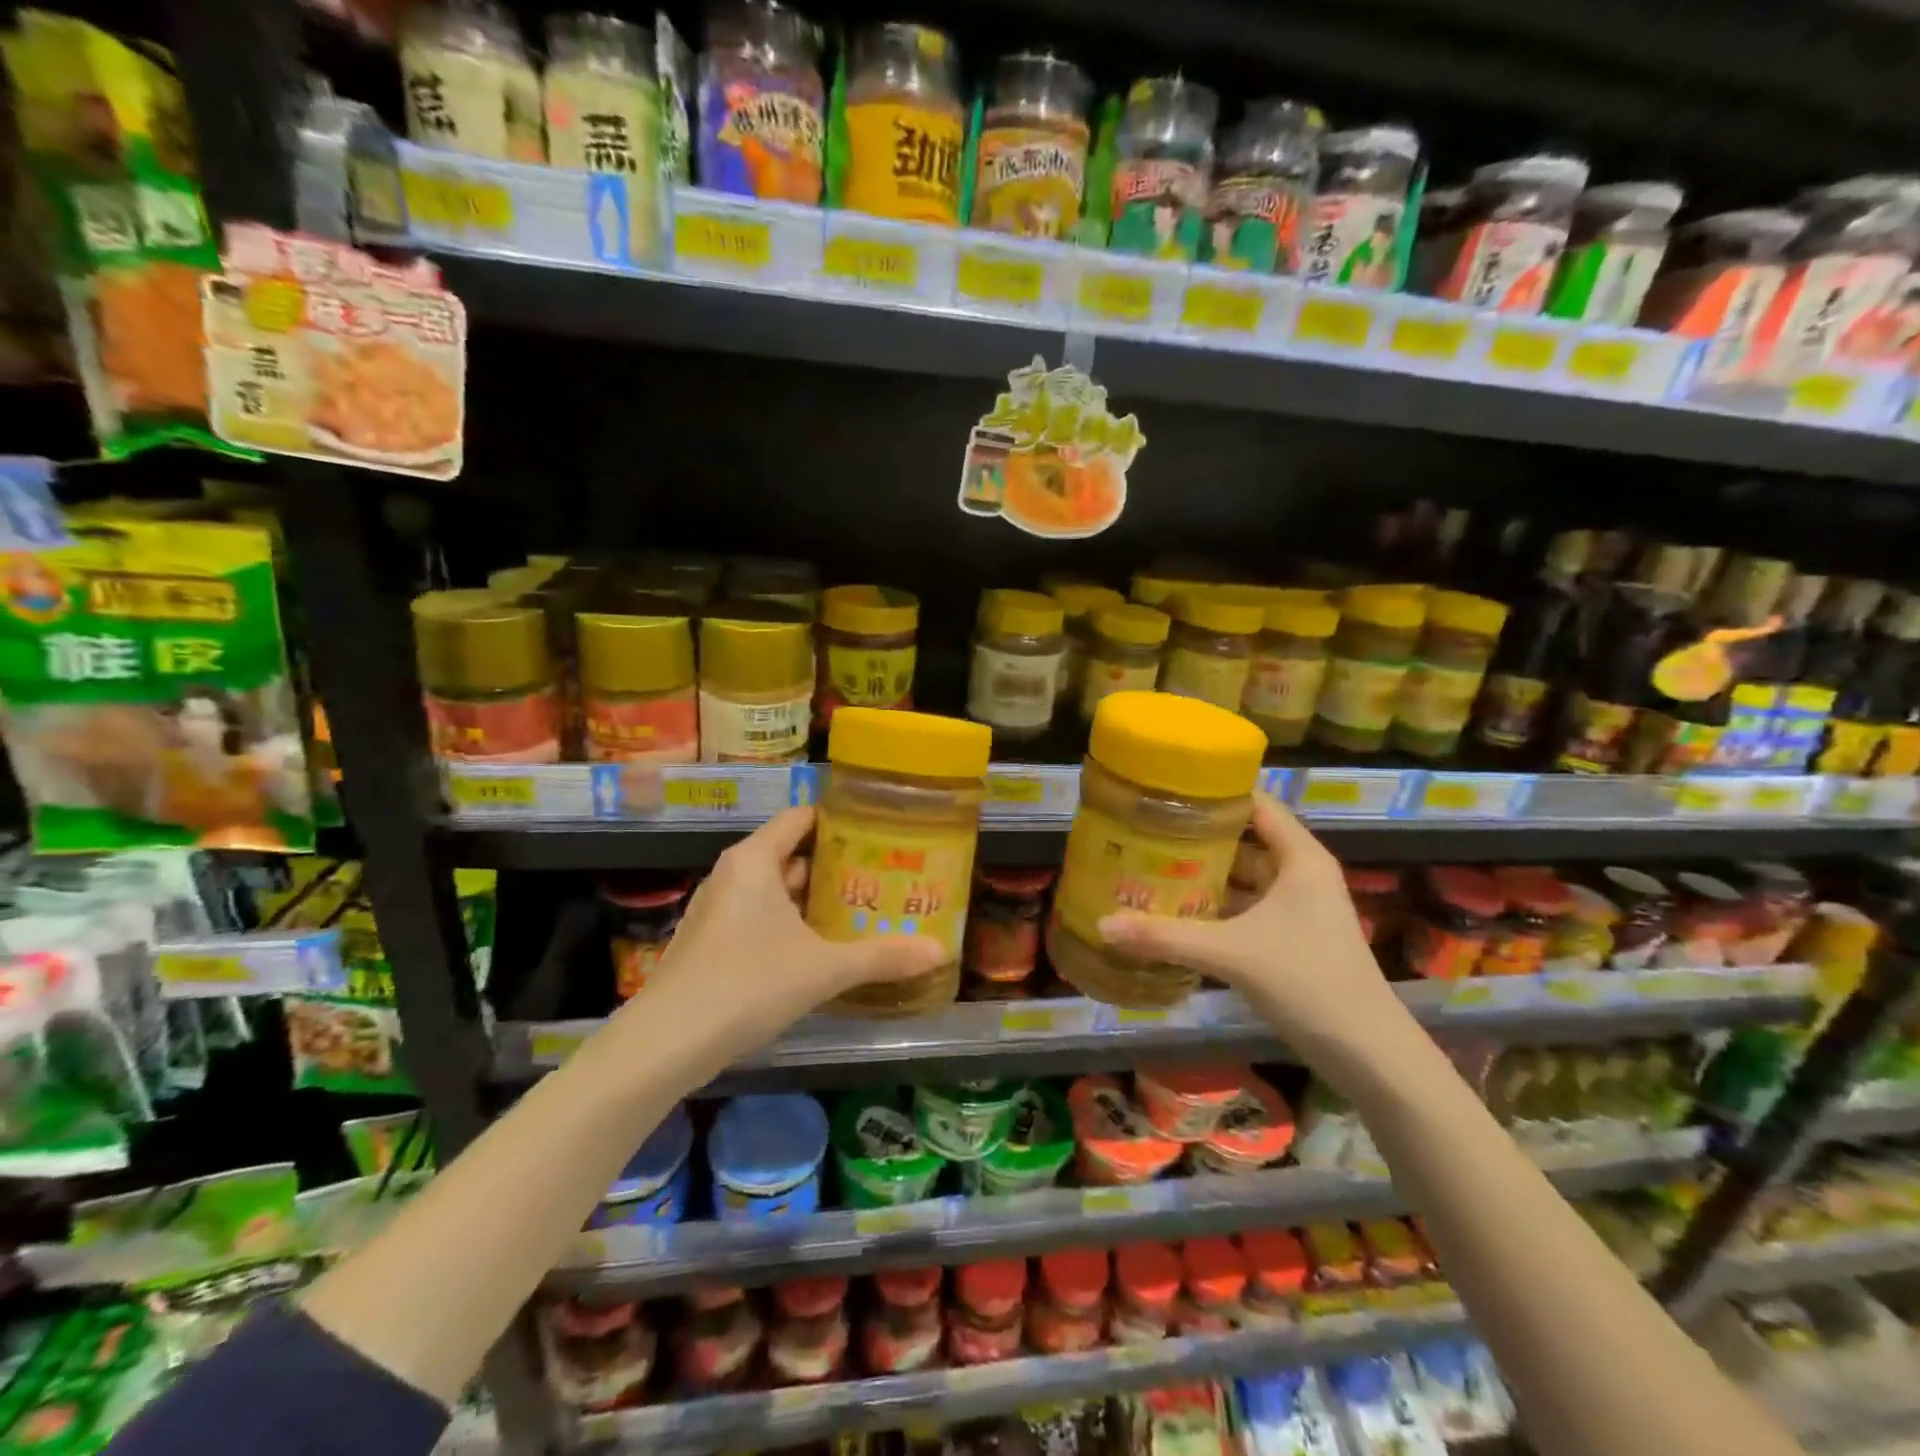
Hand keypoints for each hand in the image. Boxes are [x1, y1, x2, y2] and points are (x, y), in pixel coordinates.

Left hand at [610, 806, 945, 1068]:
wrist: (665, 1043)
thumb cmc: (747, 984)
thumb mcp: (822, 969)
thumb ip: (881, 957)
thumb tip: (941, 951)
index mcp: (755, 860)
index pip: (802, 817)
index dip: (841, 822)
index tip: (881, 834)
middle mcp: (735, 874)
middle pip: (793, 854)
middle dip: (837, 867)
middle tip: (884, 878)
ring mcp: (719, 909)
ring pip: (777, 891)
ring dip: (815, 901)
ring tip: (863, 911)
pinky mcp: (712, 942)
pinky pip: (761, 917)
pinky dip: (792, 925)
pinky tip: (822, 949)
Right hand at [1095, 793, 1407, 1073]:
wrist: (1367, 1053)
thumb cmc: (1308, 982)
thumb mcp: (1231, 954)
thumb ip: (1166, 937)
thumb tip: (1102, 925)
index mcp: (1300, 859)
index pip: (1256, 805)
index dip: (1216, 793)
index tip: (1168, 791)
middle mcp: (1300, 874)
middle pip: (1244, 841)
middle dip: (1198, 838)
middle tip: (1145, 831)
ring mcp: (1297, 909)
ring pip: (1243, 879)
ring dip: (1204, 876)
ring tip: (1150, 866)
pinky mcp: (1291, 938)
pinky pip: (1245, 909)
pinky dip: (1215, 908)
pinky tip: (1177, 913)